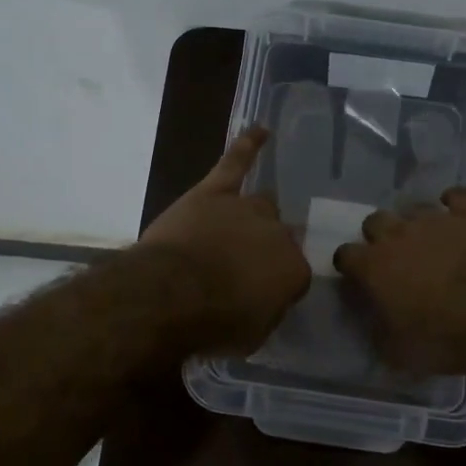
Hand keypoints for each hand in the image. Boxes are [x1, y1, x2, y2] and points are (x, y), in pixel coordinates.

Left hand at [139, 127, 310, 352]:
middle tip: (246, 265)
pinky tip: (261, 130)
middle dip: (266, 248)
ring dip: (256, 215)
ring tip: (247, 223)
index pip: (294, 273)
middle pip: (280, 234)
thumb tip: (267, 299)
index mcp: (293, 270)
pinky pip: (235, 162)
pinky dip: (248, 145)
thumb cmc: (214, 323)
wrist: (172, 294)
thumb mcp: (252, 335)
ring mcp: (245, 208)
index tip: (260, 295)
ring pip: (262, 203)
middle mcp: (278, 233)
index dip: (276, 284)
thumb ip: (267, 310)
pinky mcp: (214, 192)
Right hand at [333, 188, 465, 373]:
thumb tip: (376, 323)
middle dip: (379, 237)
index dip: (350, 266)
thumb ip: (379, 331)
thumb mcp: (399, 352)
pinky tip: (459, 215)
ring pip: (414, 208)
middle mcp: (397, 233)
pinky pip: (458, 196)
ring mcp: (436, 219)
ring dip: (416, 224)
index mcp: (373, 266)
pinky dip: (455, 204)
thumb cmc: (445, 338)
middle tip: (395, 259)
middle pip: (374, 221)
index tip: (359, 279)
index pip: (345, 255)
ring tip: (430, 242)